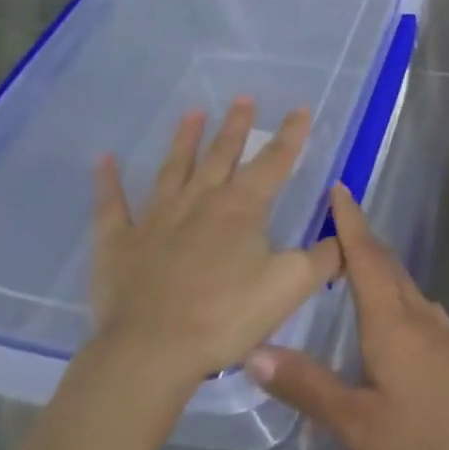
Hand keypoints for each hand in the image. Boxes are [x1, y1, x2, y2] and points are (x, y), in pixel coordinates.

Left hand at [87, 100, 340, 393]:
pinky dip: (107, 182)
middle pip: (221, 155)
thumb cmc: (226, 316)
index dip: (291, 135)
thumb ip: (324, 258)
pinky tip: (104, 160)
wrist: (151, 351)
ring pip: (173, 169)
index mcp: (241, 208)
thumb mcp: (290, 287)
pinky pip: (111, 205)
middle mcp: (199, 201)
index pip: (273, 162)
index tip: (301, 109)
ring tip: (192, 112)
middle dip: (236, 127)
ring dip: (184, 140)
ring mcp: (155, 219)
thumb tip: (344, 235)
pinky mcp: (119, 242)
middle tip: (243, 98)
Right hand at [245, 184, 448, 449]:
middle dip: (361, 238)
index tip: (338, 187)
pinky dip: (396, 291)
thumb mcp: (357, 423)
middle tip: (335, 220)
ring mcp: (442, 332)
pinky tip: (394, 311)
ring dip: (380, 263)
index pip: (366, 257)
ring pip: (405, 283)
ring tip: (355, 261)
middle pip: (387, 264)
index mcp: (391, 321)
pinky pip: (417, 304)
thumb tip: (254, 350)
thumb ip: (308, 386)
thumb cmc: (427, 443)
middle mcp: (418, 315)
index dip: (350, 221)